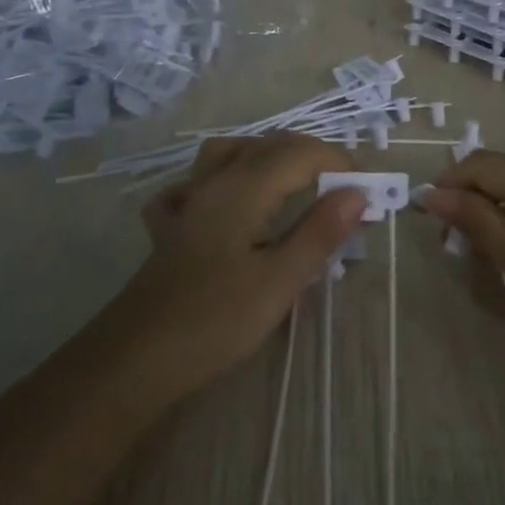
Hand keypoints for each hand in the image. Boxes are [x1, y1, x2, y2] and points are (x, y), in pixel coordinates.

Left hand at [104, 133, 365, 406]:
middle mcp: (214, 181)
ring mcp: (188, 201)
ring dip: (269, 157)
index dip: (340, 165)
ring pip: (230, 153)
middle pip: (269, 145)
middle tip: (345, 192)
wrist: (135, 359)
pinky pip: (197, 184)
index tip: (369, 194)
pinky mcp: (173, 227)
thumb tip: (358, 193)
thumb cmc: (214, 321)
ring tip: (295, 183)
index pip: (302, 154)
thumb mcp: (279, 281)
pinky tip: (230, 201)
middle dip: (313, 158)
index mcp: (243, 188)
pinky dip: (222, 180)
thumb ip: (319, 232)